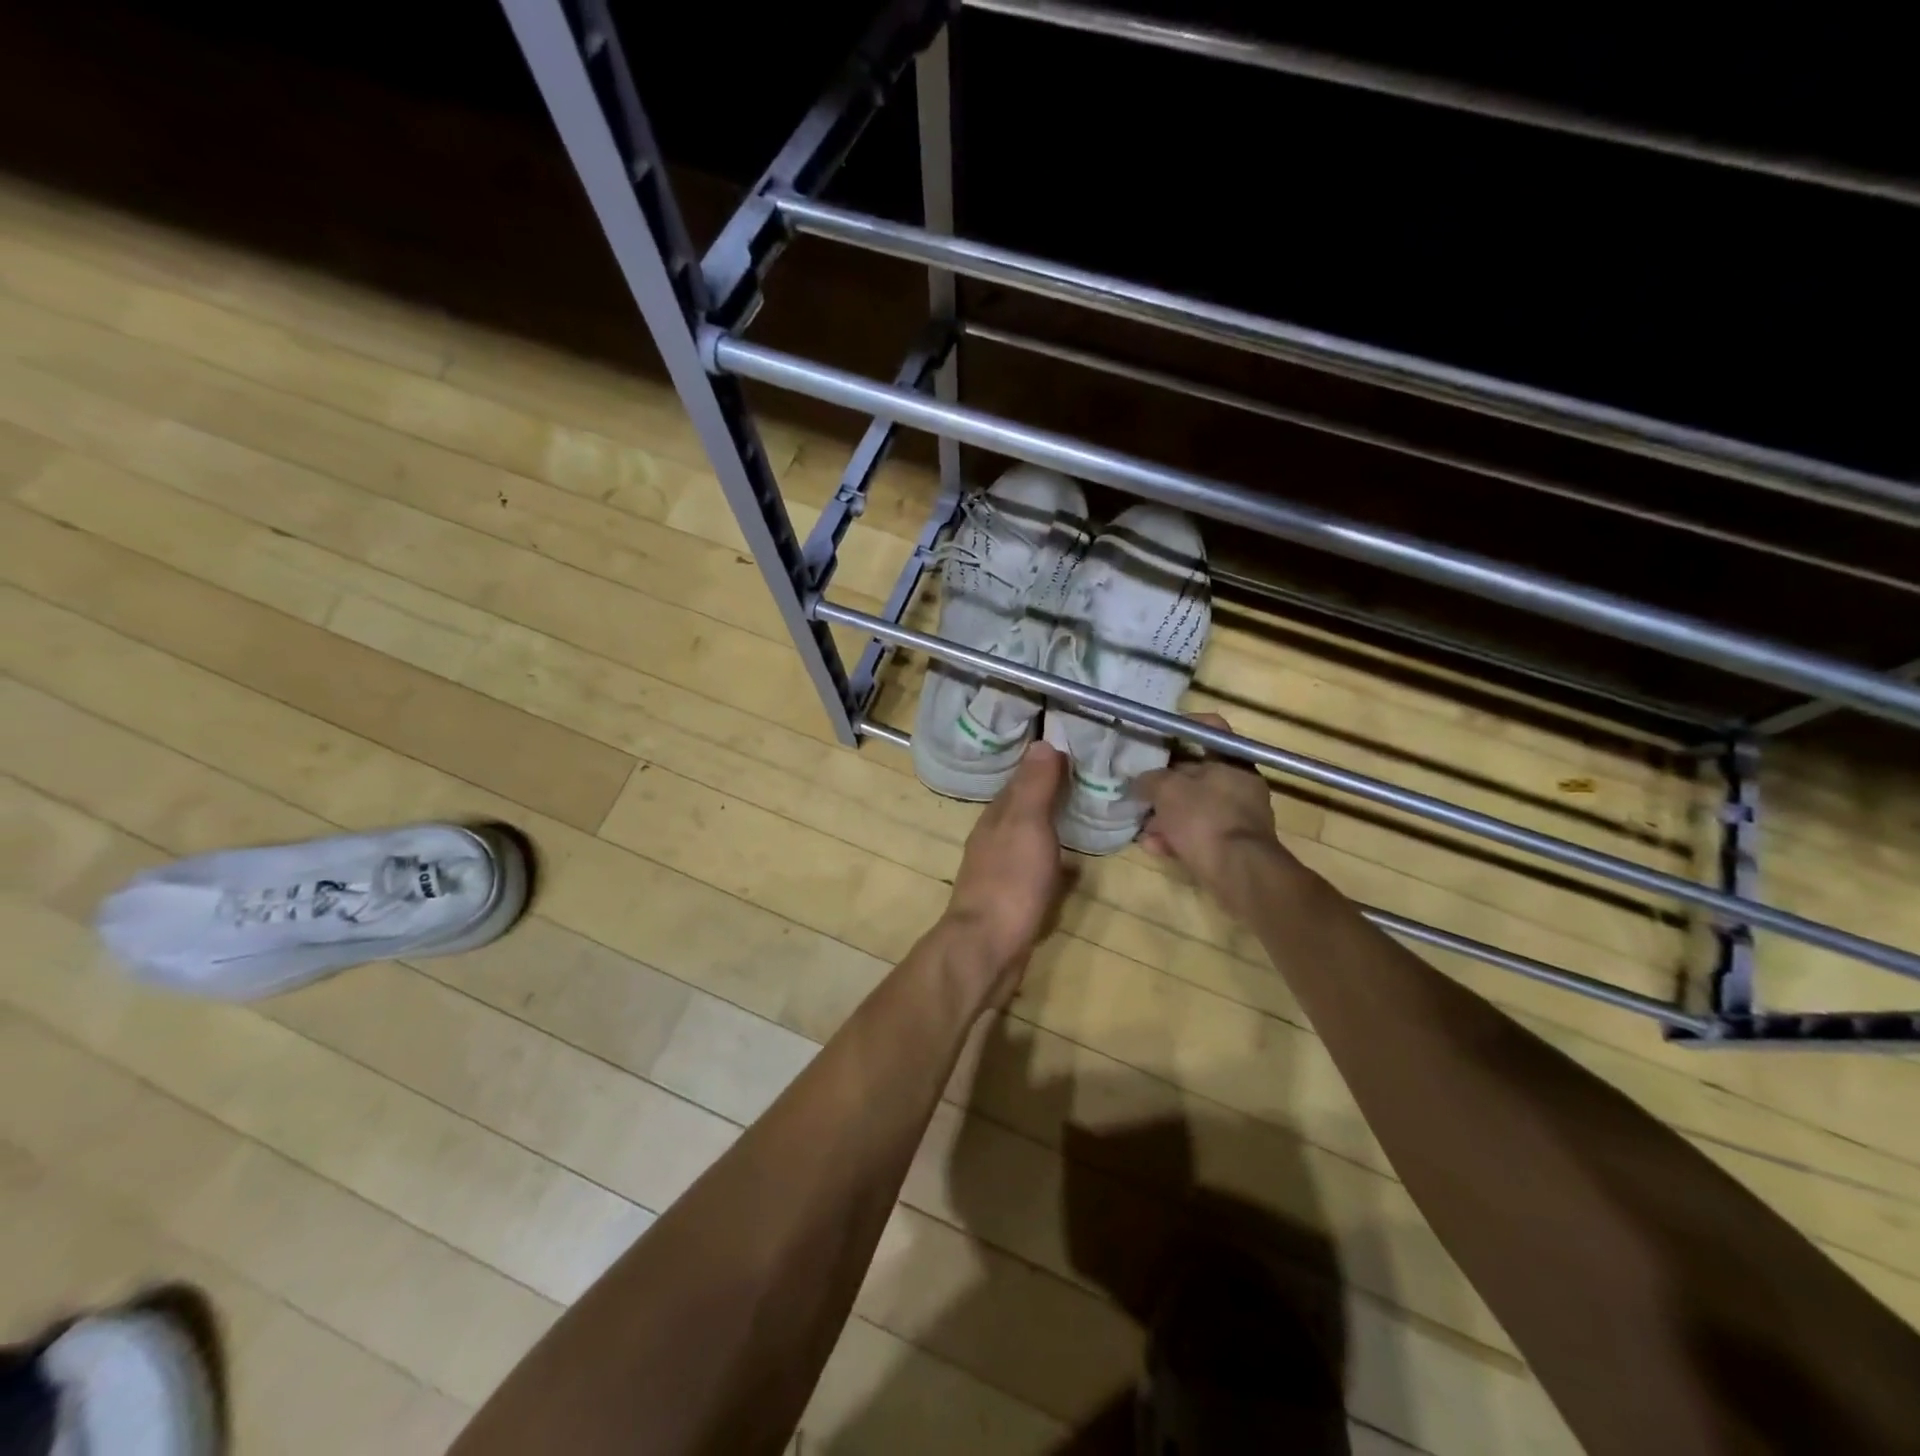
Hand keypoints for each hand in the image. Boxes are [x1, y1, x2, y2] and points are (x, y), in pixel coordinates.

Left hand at [942, 741, 1069, 1007]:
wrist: (988, 947)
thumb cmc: (1010, 880)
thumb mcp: (1026, 824)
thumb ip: (1034, 787)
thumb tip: (1042, 742)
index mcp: (996, 817)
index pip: (1020, 780)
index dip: (1044, 764)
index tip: (1074, 749)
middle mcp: (994, 839)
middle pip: (1024, 809)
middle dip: (1050, 795)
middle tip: (1088, 780)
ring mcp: (1001, 871)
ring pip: (1029, 838)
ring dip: (1052, 827)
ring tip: (1085, 816)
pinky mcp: (1012, 899)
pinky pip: (1037, 870)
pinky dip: (1055, 862)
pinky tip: (1074, 868)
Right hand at [1132, 713, 1293, 918]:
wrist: (1239, 872)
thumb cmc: (1205, 819)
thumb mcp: (1168, 791)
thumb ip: (1150, 780)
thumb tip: (1139, 781)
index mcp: (1231, 762)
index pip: (1211, 729)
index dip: (1184, 726)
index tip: (1160, 735)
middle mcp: (1240, 786)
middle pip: (1197, 773)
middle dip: (1165, 784)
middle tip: (1140, 790)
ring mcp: (1239, 818)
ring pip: (1195, 807)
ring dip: (1166, 815)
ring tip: (1142, 826)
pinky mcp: (1233, 846)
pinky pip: (1199, 834)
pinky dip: (1177, 837)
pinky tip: (1154, 847)